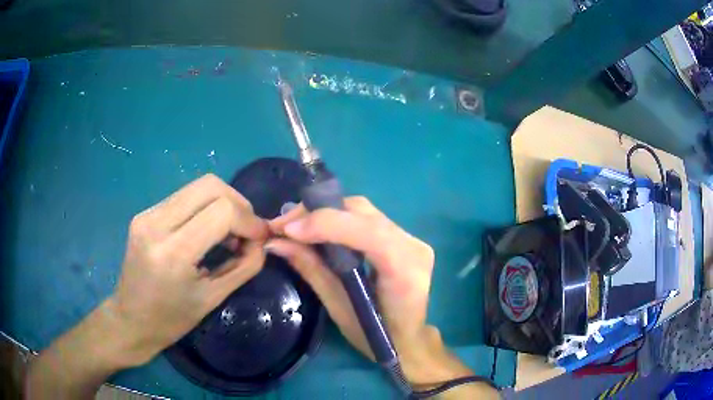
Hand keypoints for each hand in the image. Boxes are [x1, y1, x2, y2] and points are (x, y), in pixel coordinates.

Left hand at [105, 174, 268, 365]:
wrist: (131, 320)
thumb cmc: (172, 320)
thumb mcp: (213, 298)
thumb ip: (244, 266)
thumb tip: (261, 241)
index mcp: (173, 252)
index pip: (222, 211)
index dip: (249, 220)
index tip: (260, 238)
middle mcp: (156, 223)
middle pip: (210, 186)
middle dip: (238, 204)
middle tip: (247, 230)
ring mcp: (147, 214)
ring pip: (197, 186)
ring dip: (222, 203)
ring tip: (229, 232)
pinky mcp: (144, 213)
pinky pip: (184, 197)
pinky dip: (205, 207)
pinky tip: (207, 230)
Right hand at [268, 197, 472, 387]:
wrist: (409, 341)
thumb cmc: (376, 338)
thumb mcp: (339, 309)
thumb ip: (311, 270)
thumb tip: (276, 243)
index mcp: (404, 270)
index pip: (367, 232)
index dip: (325, 224)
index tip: (286, 230)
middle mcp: (413, 246)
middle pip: (362, 212)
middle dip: (317, 213)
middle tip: (282, 225)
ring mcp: (411, 239)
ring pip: (363, 211)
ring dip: (324, 213)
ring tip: (293, 226)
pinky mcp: (404, 238)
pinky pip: (367, 219)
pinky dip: (337, 219)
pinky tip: (316, 228)